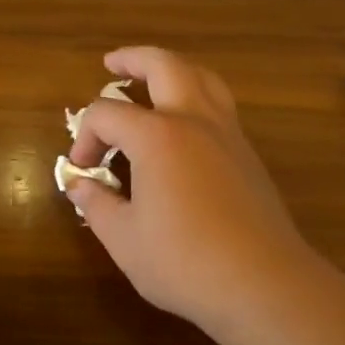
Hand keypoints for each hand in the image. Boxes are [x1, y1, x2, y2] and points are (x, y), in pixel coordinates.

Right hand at [64, 47, 316, 341]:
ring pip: (202, 78)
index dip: (85, 137)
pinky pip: (219, 105)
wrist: (264, 284)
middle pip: (165, 66)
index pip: (107, 115)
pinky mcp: (248, 155)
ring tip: (154, 80)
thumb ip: (96, 204)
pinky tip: (184, 125)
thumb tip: (80, 185)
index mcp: (157, 136)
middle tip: (112, 63)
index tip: (83, 169)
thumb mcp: (124, 239)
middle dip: (134, 59)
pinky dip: (196, 96)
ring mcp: (228, 134)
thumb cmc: (184, 262)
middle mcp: (194, 121)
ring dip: (173, 70)